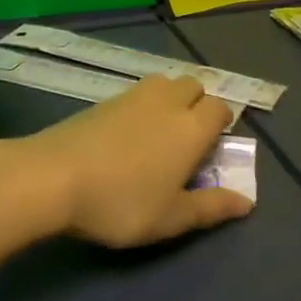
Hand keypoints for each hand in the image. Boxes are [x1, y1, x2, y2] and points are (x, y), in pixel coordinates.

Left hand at [21, 75, 254, 247]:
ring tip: (158, 133)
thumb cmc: (121, 202)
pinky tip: (127, 134)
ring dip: (170, 98)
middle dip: (198, 104)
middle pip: (193, 85)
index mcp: (191, 127)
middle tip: (187, 139)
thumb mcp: (171, 217)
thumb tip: (247, 201)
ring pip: (164, 83)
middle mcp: (166, 102)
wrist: (53, 176)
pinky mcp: (103, 100)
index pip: (220, 108)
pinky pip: (135, 93)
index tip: (213, 149)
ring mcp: (132, 96)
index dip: (222, 124)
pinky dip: (141, 105)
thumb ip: (211, 207)